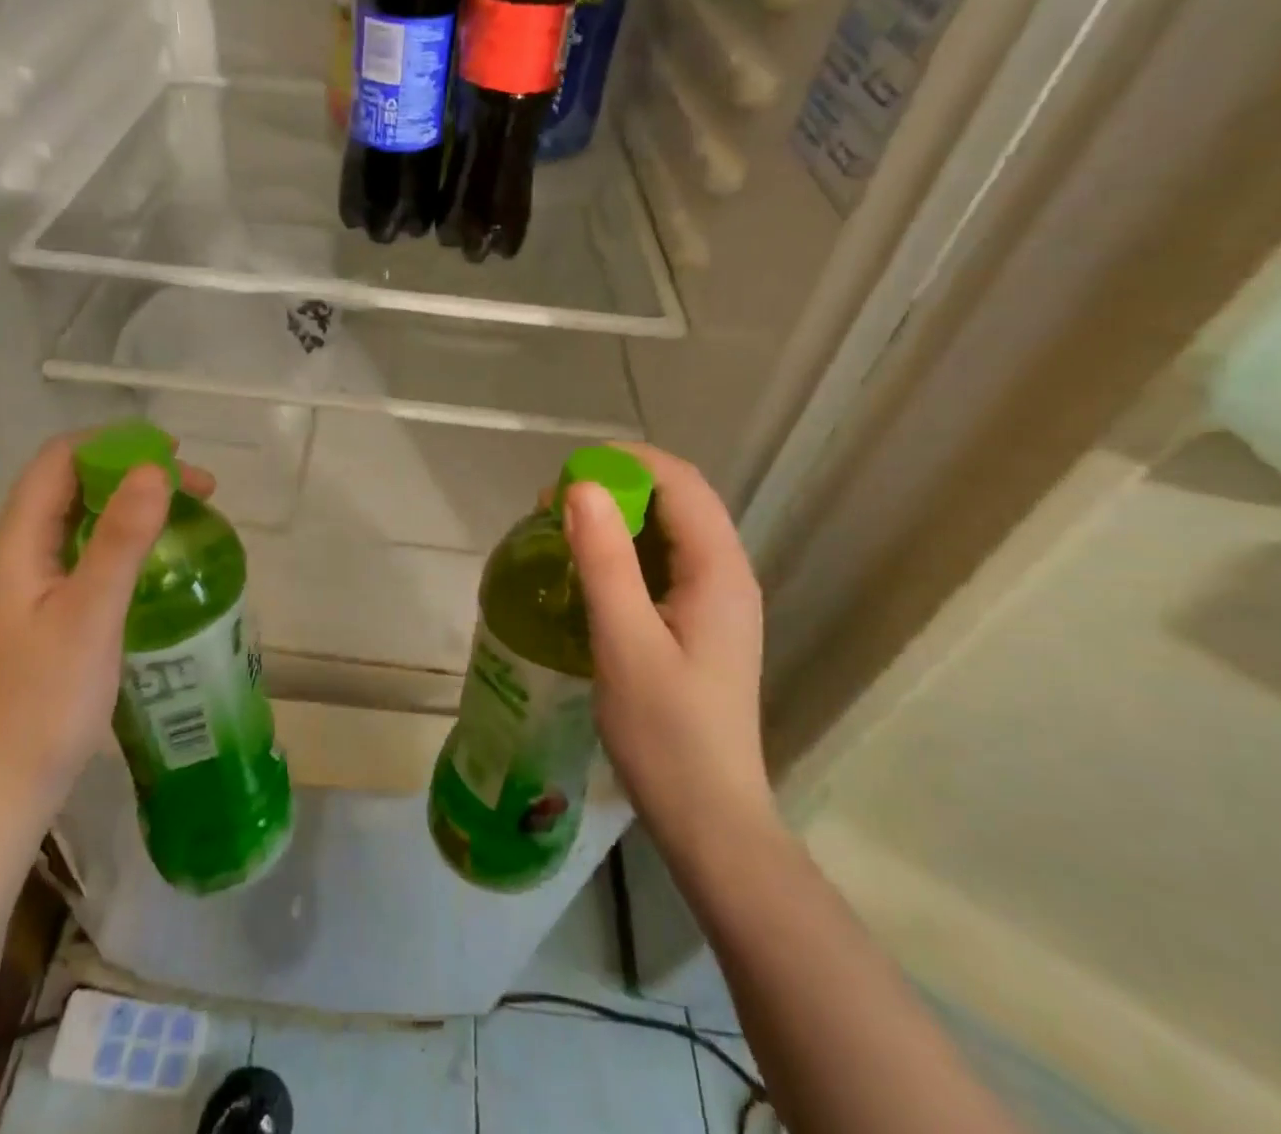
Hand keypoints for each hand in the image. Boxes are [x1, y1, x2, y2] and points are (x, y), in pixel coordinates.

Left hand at [0, 435, 214, 840]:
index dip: (114, 445)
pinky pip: (85, 555)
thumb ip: (121, 540)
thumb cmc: (44, 704)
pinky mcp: (44, 615)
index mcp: (16, 545)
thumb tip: (154, 469)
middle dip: (133, 474)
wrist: (1, 792)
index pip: (59, 461)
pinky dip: (124, 542)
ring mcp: (28, 588)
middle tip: (197, 491)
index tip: (173, 456)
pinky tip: (156, 564)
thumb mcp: (90, 616)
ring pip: (80, 521)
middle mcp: (16, 556)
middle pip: (72, 486)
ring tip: (186, 517)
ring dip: (131, 506)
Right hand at [562, 444, 773, 835]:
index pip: (680, 483)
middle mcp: (726, 575)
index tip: (567, 472)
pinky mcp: (699, 623)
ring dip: (619, 517)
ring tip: (562, 528)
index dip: (625, 462)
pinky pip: (663, 563)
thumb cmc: (666, 733)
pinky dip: (625, 550)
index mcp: (719, 571)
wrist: (708, 819)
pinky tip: (588, 569)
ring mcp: (716, 601)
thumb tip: (581, 487)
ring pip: (669, 531)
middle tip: (554, 503)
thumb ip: (605, 561)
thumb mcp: (625, 642)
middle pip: (677, 500)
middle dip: (617, 486)